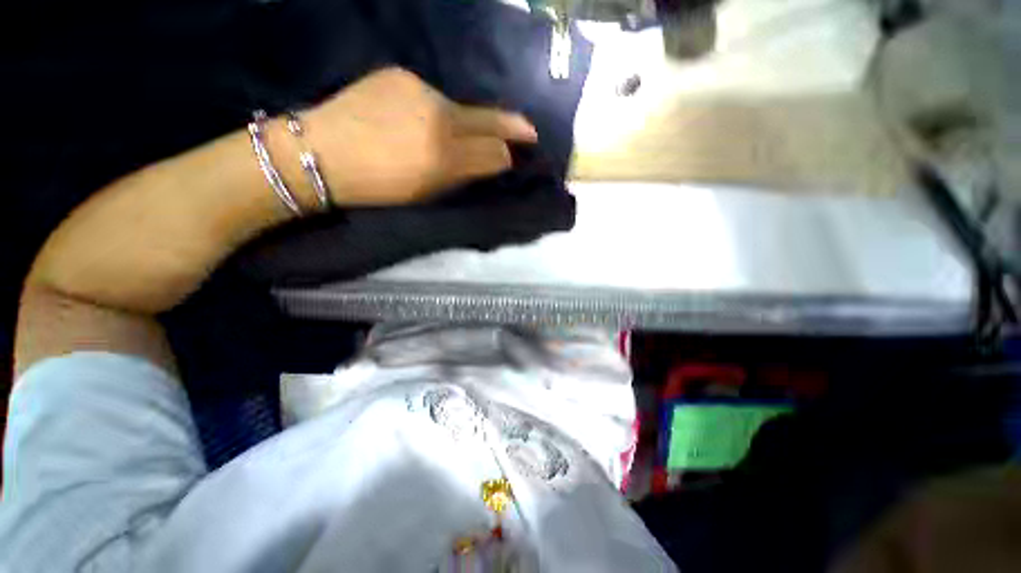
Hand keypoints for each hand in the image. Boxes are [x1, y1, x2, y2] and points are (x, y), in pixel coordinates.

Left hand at [305, 67, 537, 205]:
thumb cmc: (377, 187)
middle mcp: (438, 116)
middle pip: (487, 119)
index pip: (492, 152)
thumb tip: (492, 162)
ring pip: (458, 108)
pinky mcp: (399, 73)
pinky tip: (417, 120)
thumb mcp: (427, 193)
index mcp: (443, 156)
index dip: (508, 155)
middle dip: (512, 126)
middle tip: (529, 130)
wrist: (320, 154)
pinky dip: (433, 110)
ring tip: (450, 135)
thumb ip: (463, 175)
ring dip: (463, 122)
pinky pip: (430, 95)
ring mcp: (418, 89)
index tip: (520, 154)